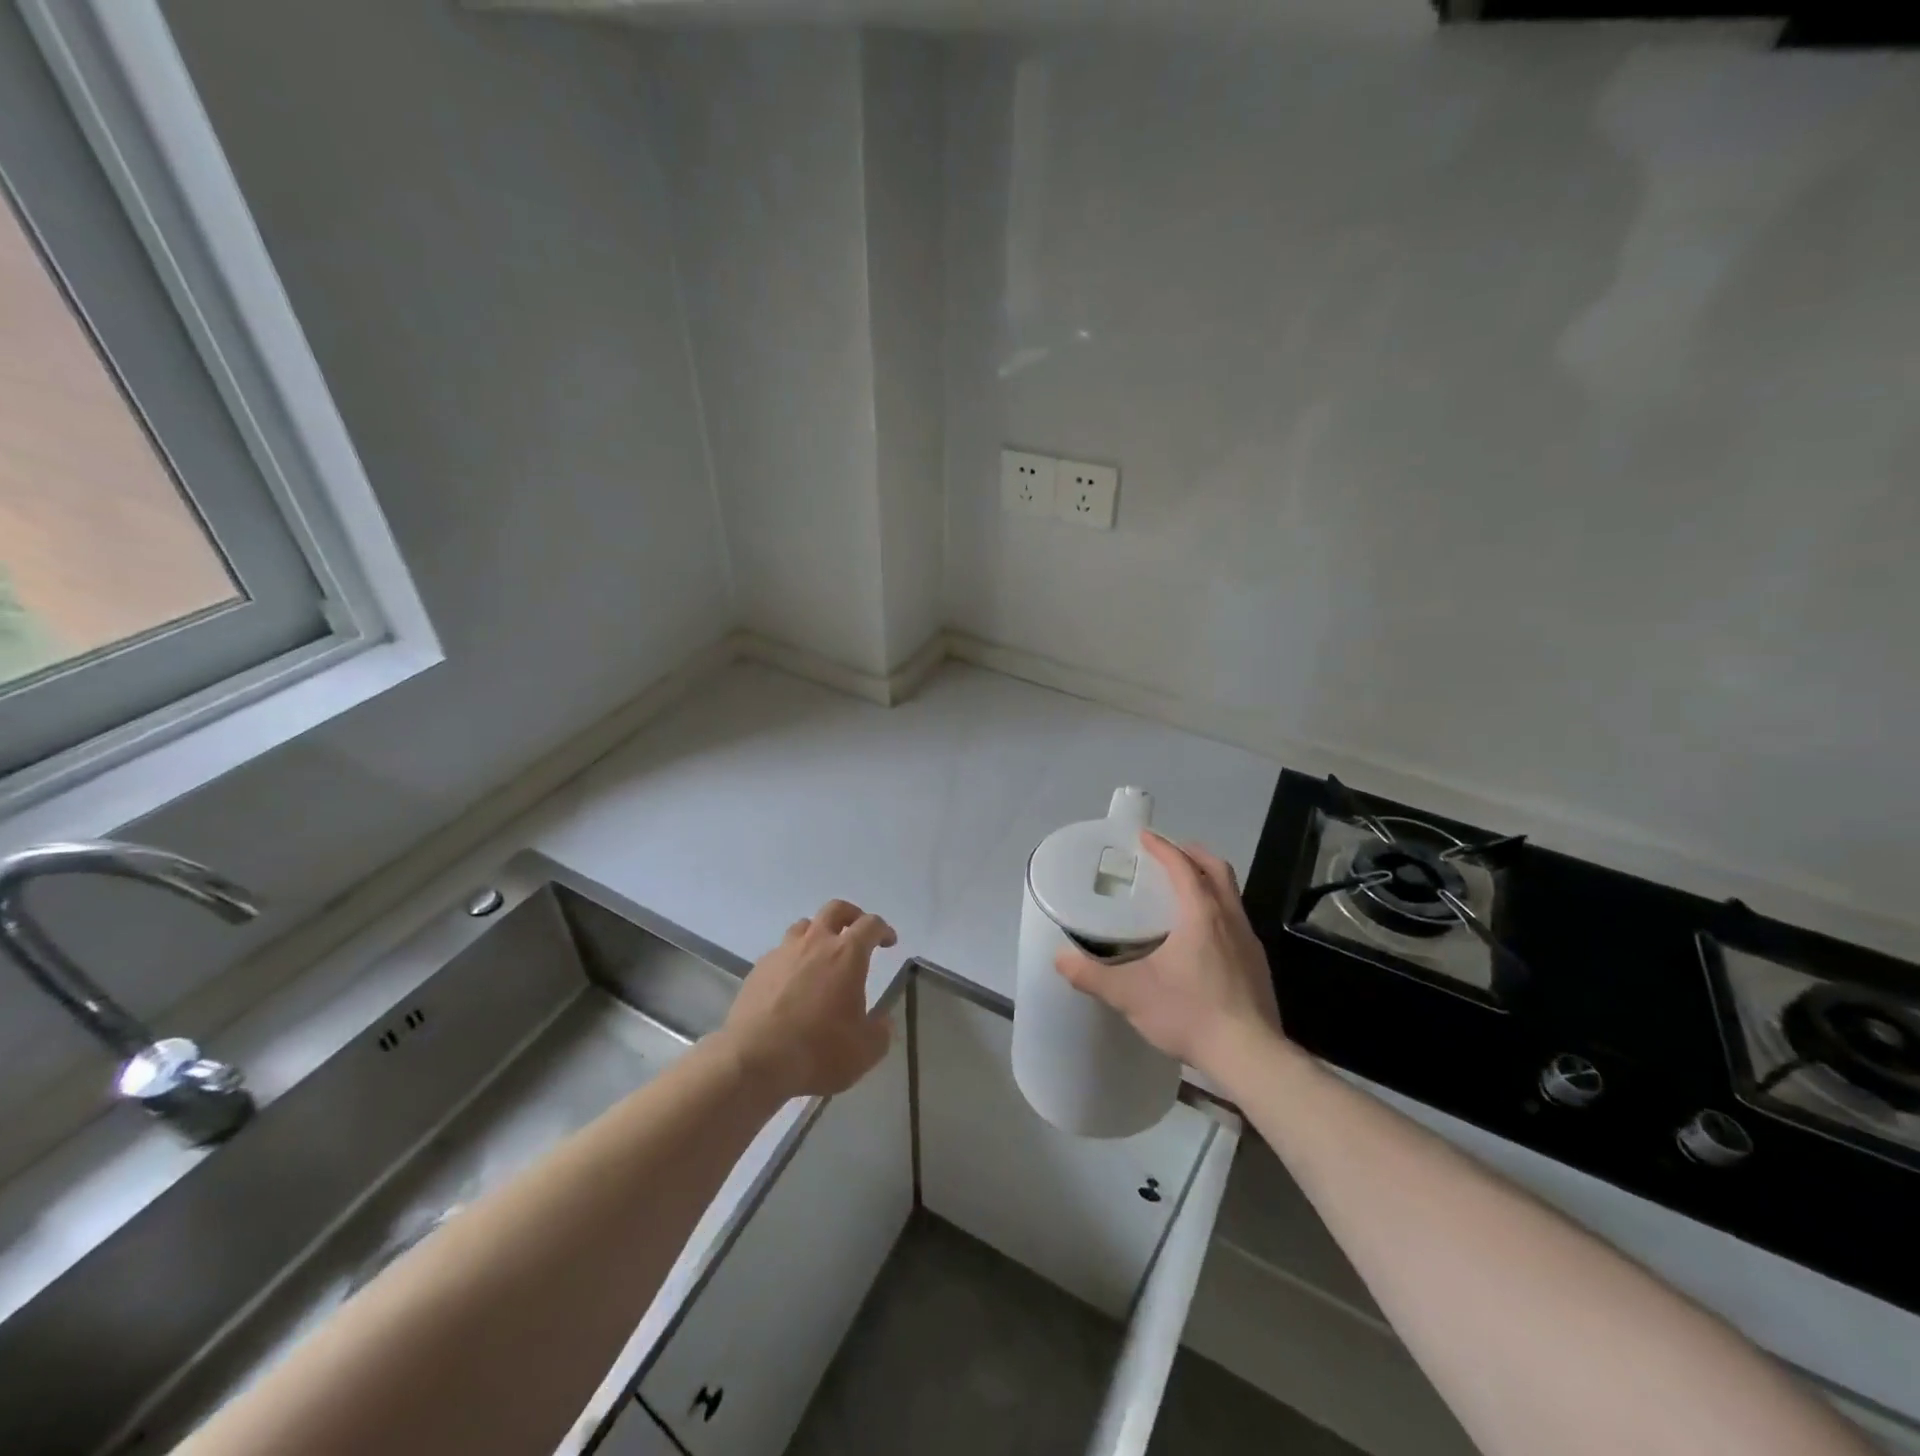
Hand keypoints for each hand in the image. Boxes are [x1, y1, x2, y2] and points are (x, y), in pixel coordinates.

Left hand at [720, 899, 895, 1101]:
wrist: (754, 1061)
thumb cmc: (818, 1050)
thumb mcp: (865, 1050)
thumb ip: (880, 1031)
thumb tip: (883, 1022)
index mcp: (847, 954)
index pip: (870, 925)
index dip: (883, 929)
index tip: (888, 941)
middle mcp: (815, 943)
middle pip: (835, 909)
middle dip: (851, 915)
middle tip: (858, 932)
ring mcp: (782, 953)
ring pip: (804, 926)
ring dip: (818, 933)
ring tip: (822, 956)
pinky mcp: (758, 970)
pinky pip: (780, 952)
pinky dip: (792, 959)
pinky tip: (792, 983)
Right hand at [1054, 832, 1282, 1081]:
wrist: (1249, 1056)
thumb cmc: (1190, 1013)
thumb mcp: (1131, 994)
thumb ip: (1092, 975)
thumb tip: (1060, 959)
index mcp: (1200, 914)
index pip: (1183, 865)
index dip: (1163, 847)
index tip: (1144, 837)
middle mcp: (1229, 919)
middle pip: (1216, 870)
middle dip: (1192, 855)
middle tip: (1169, 854)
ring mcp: (1249, 941)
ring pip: (1230, 895)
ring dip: (1208, 882)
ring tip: (1183, 891)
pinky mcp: (1257, 965)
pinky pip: (1236, 921)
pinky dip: (1217, 910)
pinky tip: (1201, 937)